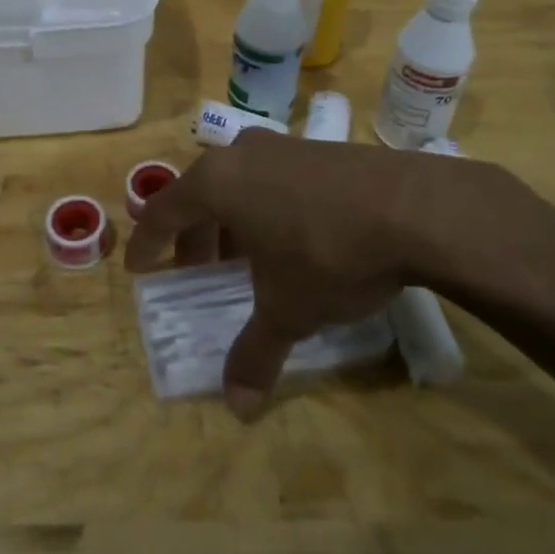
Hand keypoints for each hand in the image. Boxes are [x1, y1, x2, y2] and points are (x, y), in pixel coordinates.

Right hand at [125, 132, 554, 419]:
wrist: (415, 207)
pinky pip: (275, 178)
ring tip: (247, 259)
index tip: (139, 267)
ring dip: (234, 221)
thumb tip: (238, 407)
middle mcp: (242, 154)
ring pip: (241, 183)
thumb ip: (255, 353)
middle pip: (202, 194)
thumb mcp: (287, 309)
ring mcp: (284, 145)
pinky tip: (292, 239)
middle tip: (198, 271)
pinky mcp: (321, 149)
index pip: (164, 210)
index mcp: (217, 182)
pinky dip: (267, 207)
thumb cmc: (327, 253)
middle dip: (195, 235)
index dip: (148, 242)